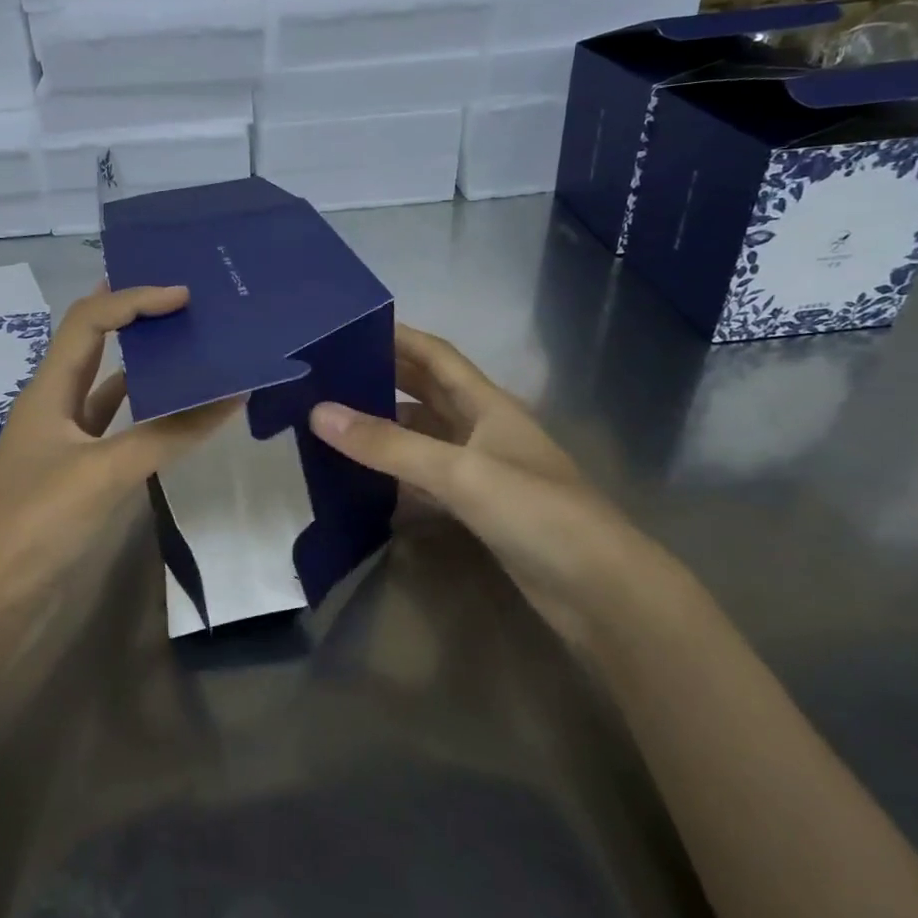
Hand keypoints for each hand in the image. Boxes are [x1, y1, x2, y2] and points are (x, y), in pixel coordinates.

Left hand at [0, 284, 240, 625]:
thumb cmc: (36, 525)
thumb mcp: (103, 472)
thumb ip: (168, 433)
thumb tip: (232, 393)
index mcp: (48, 391)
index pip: (90, 321)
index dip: (134, 299)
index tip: (185, 297)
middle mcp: (55, 407)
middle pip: (96, 345)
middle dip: (137, 319)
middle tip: (191, 308)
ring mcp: (67, 444)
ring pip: (110, 389)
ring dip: (146, 368)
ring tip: (194, 349)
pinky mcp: (80, 477)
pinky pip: (119, 430)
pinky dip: (149, 416)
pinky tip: (180, 414)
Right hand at [308, 325, 688, 646]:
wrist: (599, 589)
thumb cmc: (536, 512)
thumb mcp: (459, 472)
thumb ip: (389, 445)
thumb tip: (318, 412)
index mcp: (487, 404)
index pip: (436, 355)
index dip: (398, 336)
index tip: (349, 327)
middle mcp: (483, 429)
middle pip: (427, 393)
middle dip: (383, 379)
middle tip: (328, 375)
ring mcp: (482, 471)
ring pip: (424, 437)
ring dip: (386, 428)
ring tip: (332, 423)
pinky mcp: (479, 510)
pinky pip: (427, 480)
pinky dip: (396, 475)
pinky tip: (362, 480)